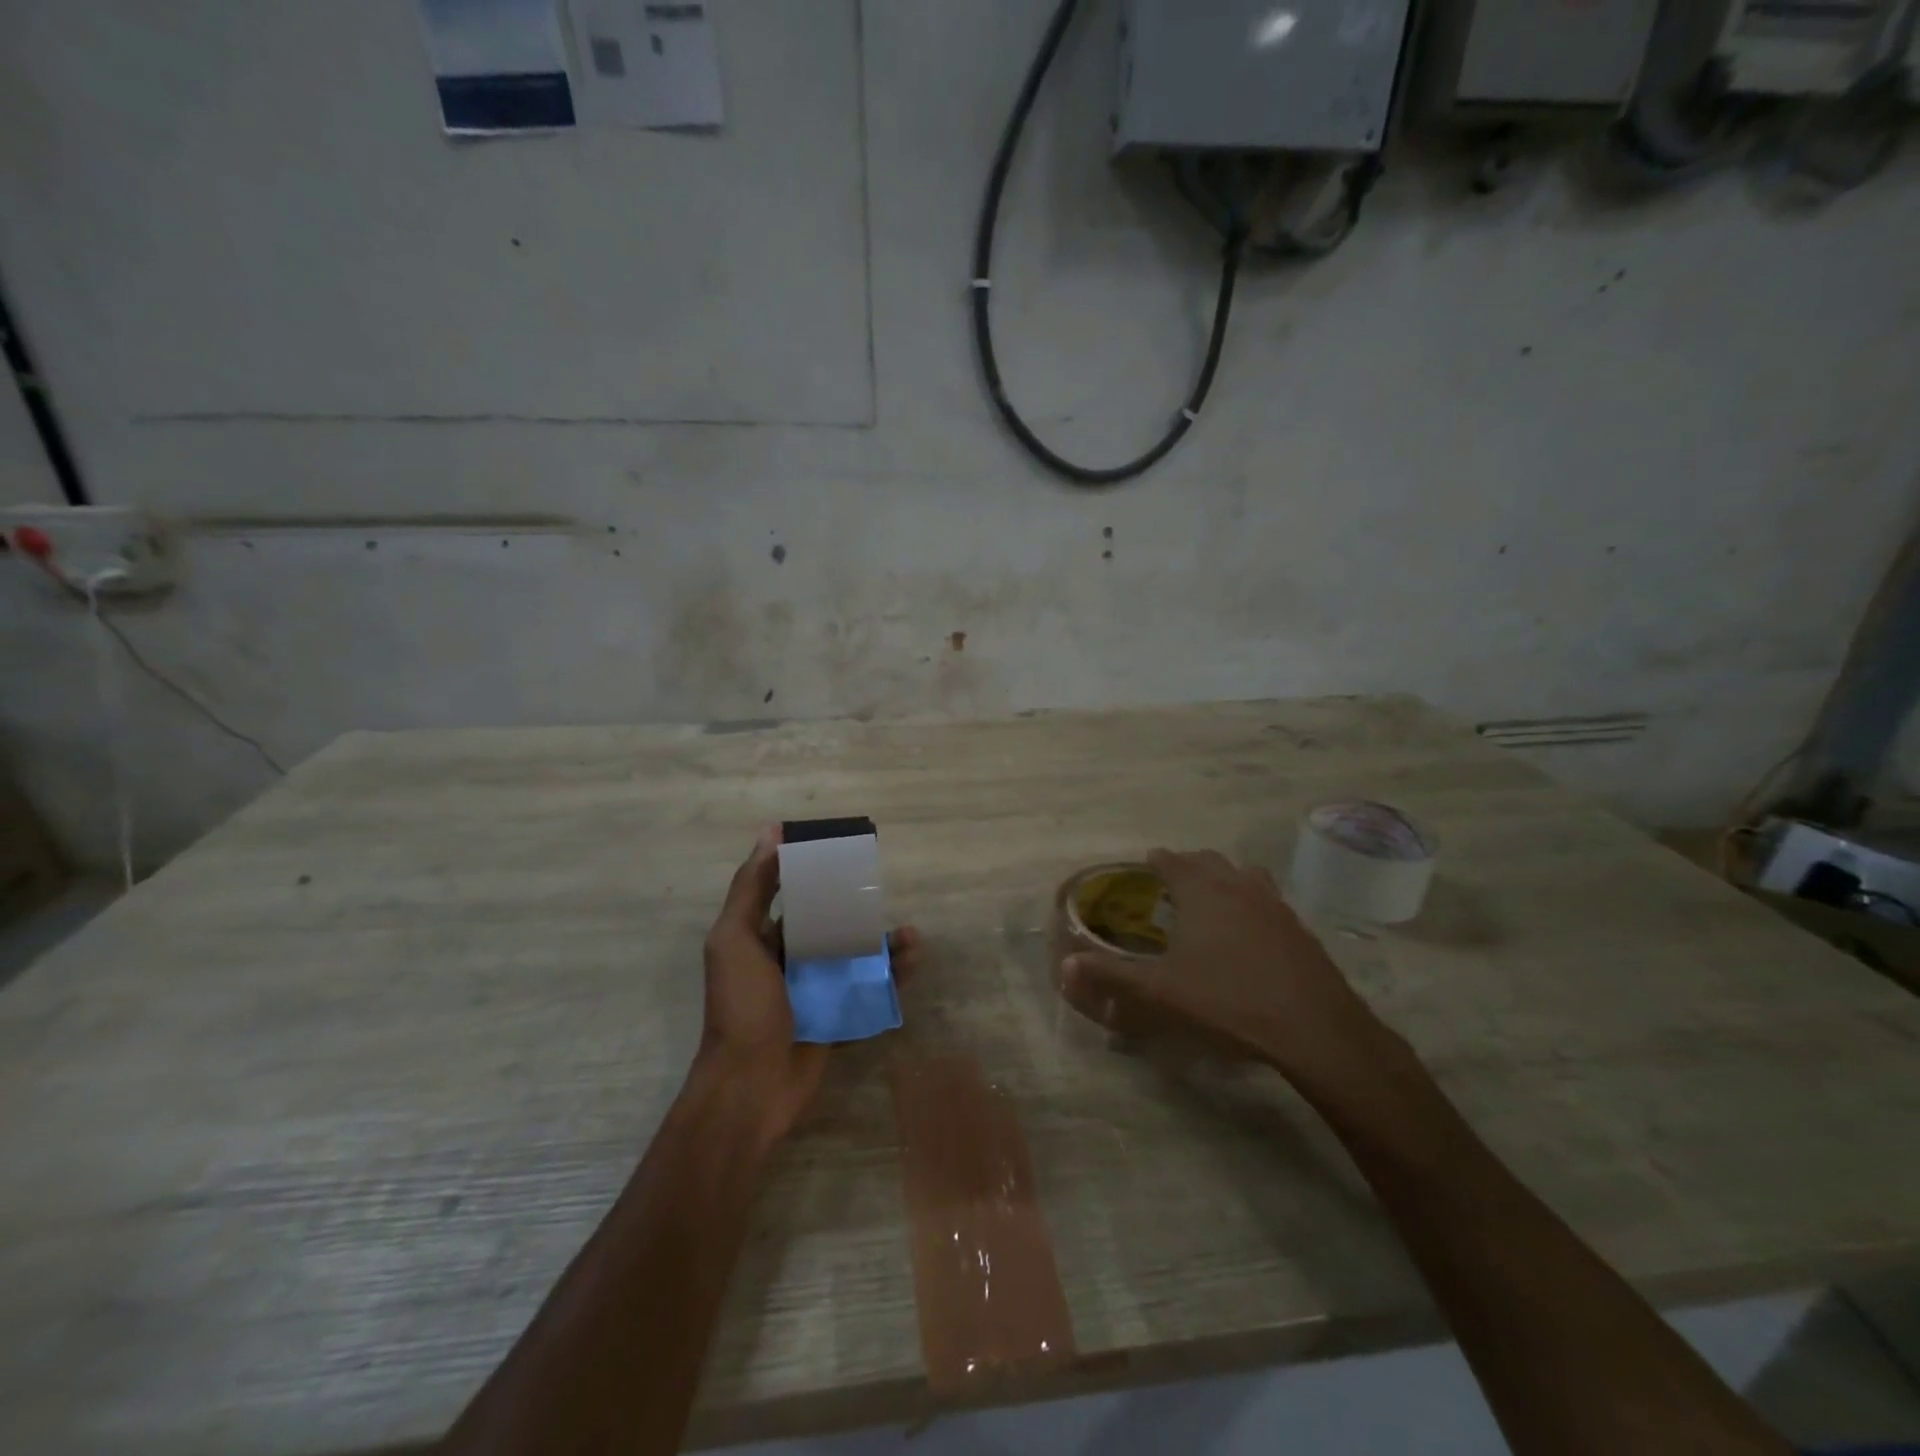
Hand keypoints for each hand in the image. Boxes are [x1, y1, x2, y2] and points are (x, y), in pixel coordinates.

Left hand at [694, 826, 921, 1144]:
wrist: (751, 1087)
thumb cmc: (742, 1006)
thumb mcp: (735, 939)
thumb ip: (752, 888)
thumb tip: (771, 831)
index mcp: (760, 936)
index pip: (790, 891)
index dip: (813, 869)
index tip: (844, 848)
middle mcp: (788, 957)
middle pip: (829, 921)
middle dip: (857, 906)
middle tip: (885, 892)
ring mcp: (815, 988)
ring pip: (854, 954)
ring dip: (882, 942)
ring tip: (909, 934)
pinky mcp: (837, 1014)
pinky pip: (868, 988)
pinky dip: (891, 975)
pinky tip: (911, 962)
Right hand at [1062, 848, 1393, 1091]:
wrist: (1313, 1028)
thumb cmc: (1227, 1000)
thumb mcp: (1160, 991)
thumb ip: (1112, 974)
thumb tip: (1067, 964)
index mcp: (1202, 891)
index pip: (1173, 861)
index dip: (1157, 860)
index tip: (1146, 864)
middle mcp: (1238, 885)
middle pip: (1209, 860)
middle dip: (1188, 865)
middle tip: (1172, 882)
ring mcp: (1274, 904)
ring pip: (1243, 874)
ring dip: (1223, 877)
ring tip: (1211, 897)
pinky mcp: (1299, 927)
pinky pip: (1267, 898)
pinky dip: (1250, 900)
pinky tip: (1249, 930)